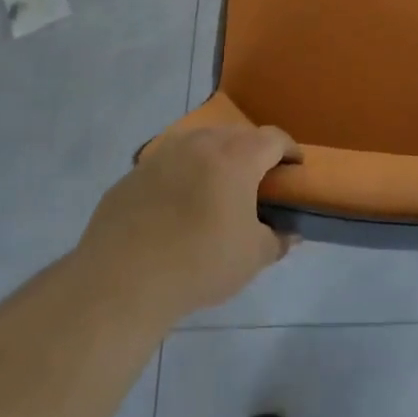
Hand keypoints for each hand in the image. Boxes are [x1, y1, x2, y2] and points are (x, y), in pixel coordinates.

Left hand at [81, 125, 302, 322]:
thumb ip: (277, 239)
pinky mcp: (132, 174)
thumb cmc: (200, 262)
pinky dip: (181, 176)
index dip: (290, 151)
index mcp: (236, 156)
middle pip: (236, 135)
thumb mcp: (252, 257)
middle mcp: (200, 143)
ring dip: (215, 159)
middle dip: (253, 152)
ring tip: (217, 189)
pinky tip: (177, 208)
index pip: (274, 138)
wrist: (121, 281)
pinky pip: (168, 165)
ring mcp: (161, 155)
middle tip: (258, 181)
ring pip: (199, 144)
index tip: (296, 168)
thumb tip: (290, 233)